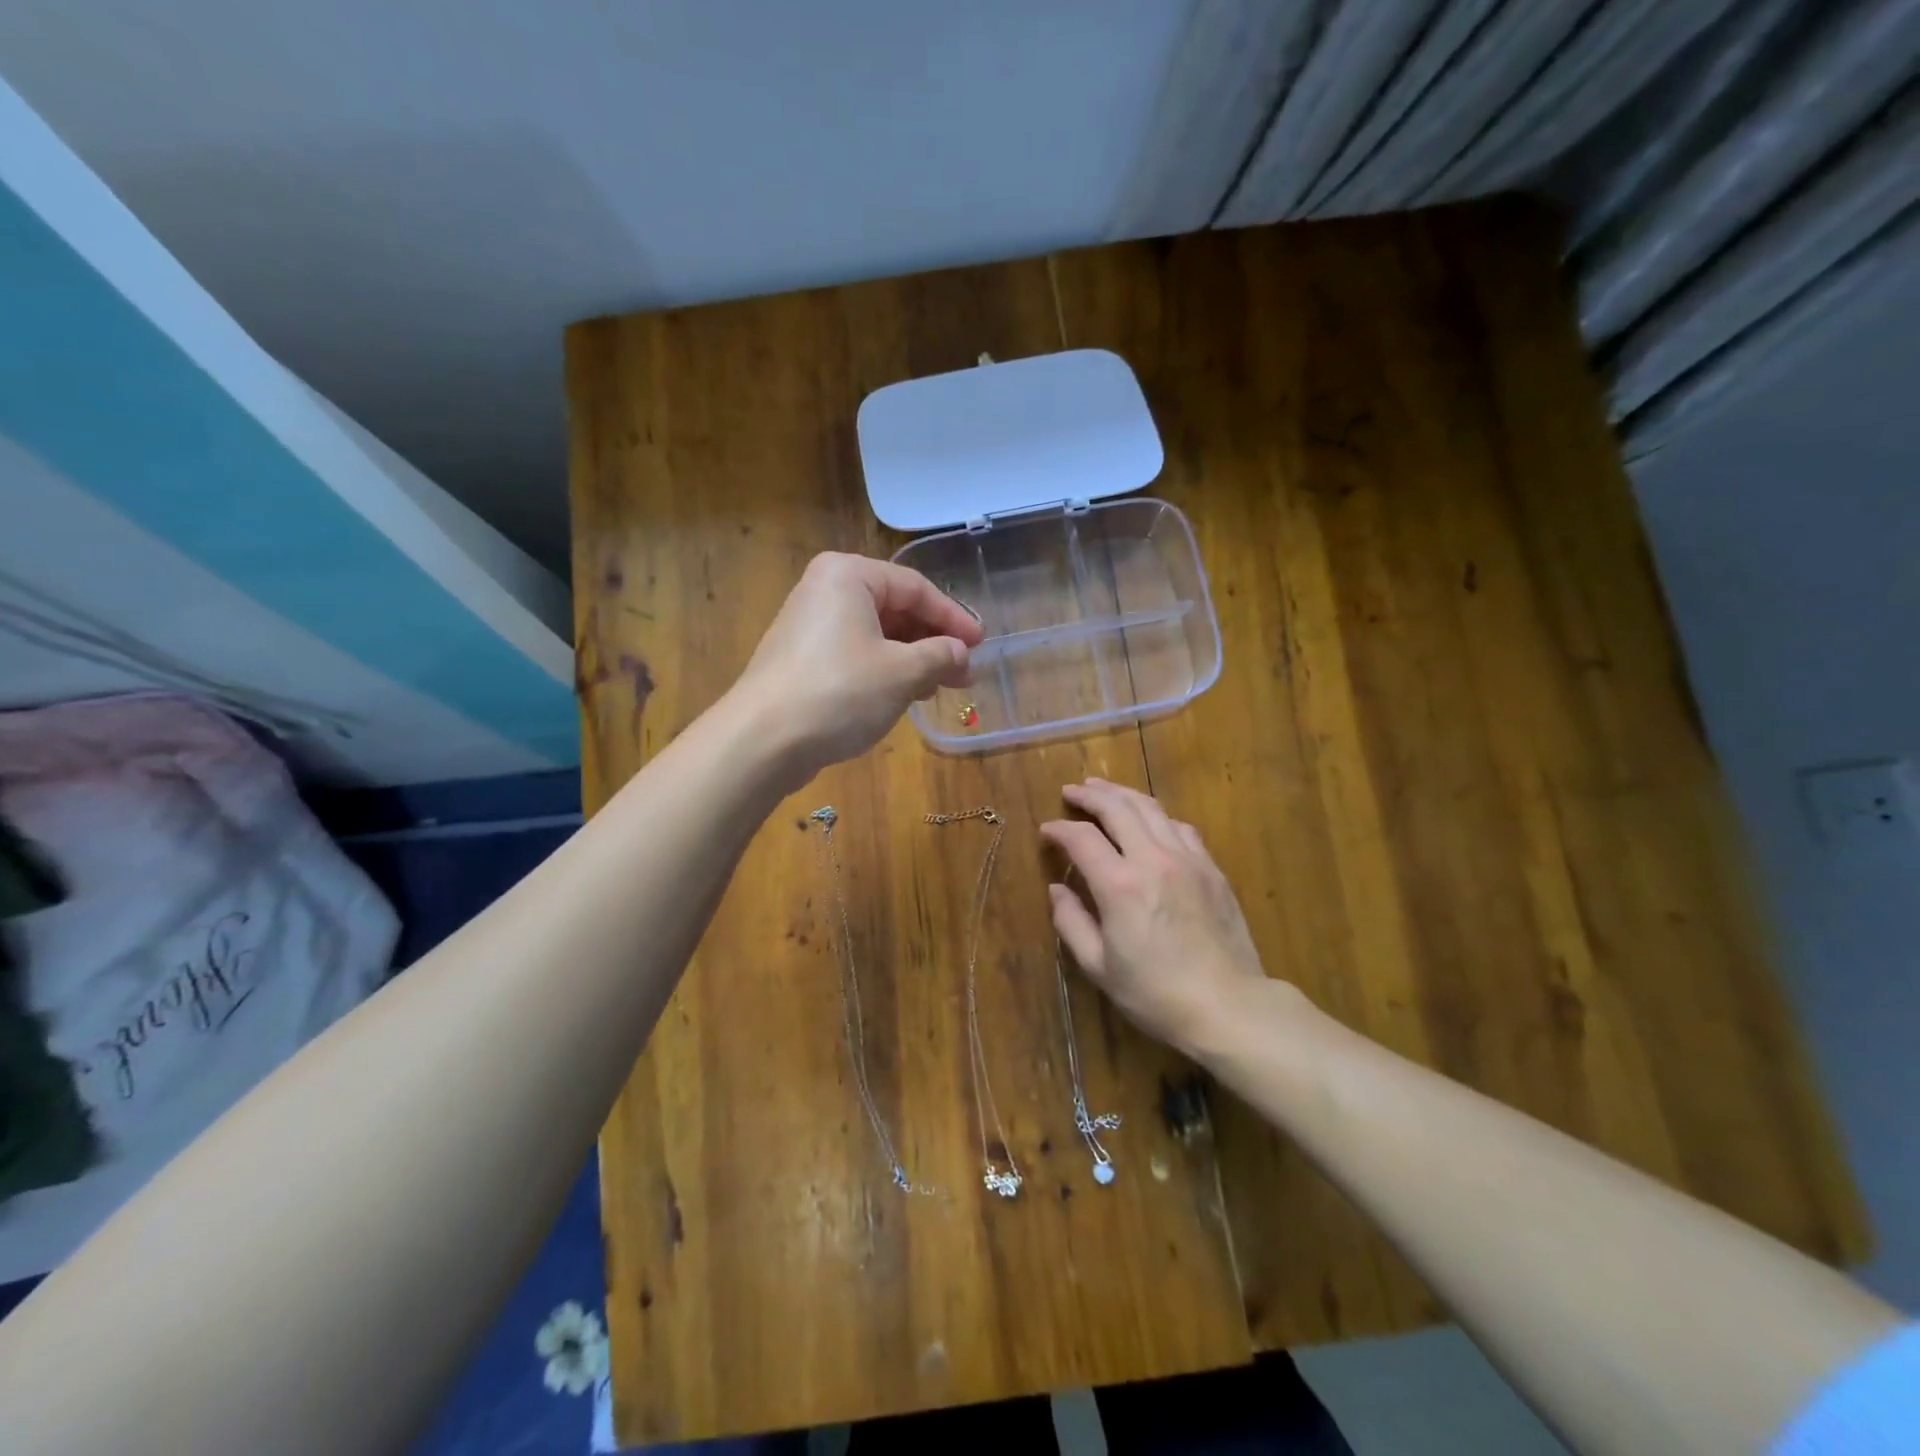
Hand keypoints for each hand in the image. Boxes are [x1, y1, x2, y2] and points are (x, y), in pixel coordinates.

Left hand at [729, 552, 982, 781]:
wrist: (763, 739)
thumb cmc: (840, 692)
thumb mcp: (902, 672)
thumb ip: (940, 656)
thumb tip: (961, 654)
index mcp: (848, 575)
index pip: (915, 588)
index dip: (953, 618)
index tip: (980, 645)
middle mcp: (824, 590)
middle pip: (894, 609)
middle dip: (933, 641)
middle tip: (963, 672)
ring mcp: (808, 625)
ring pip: (876, 634)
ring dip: (912, 659)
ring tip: (938, 688)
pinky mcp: (801, 659)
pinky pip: (854, 654)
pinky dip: (884, 670)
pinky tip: (903, 695)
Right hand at [1040, 779, 1279, 1057]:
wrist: (1229, 1007)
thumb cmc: (1156, 994)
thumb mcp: (1099, 967)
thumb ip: (1071, 922)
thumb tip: (1057, 890)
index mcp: (1120, 885)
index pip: (1082, 838)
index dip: (1059, 829)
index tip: (1047, 831)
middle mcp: (1153, 860)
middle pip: (1118, 807)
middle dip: (1090, 795)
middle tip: (1071, 791)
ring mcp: (1188, 860)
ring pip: (1152, 808)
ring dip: (1123, 795)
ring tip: (1104, 790)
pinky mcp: (1212, 869)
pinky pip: (1181, 828)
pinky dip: (1157, 816)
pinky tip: (1149, 820)